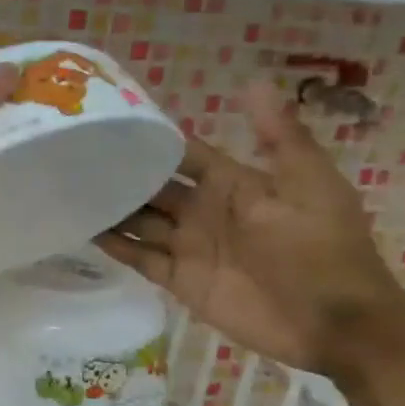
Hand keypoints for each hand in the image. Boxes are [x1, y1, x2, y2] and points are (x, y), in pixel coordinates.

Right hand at [94, 80, 404, 380]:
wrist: (336, 323)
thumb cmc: (324, 248)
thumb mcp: (310, 183)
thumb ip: (279, 136)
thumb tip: (250, 82)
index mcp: (232, 184)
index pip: (183, 154)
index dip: (152, 140)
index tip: (110, 123)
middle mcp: (203, 211)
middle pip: (152, 188)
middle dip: (120, 175)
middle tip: (74, 159)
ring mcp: (189, 246)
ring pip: (140, 221)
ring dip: (111, 210)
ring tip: (68, 193)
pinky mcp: (180, 280)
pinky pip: (140, 259)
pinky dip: (115, 247)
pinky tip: (84, 231)